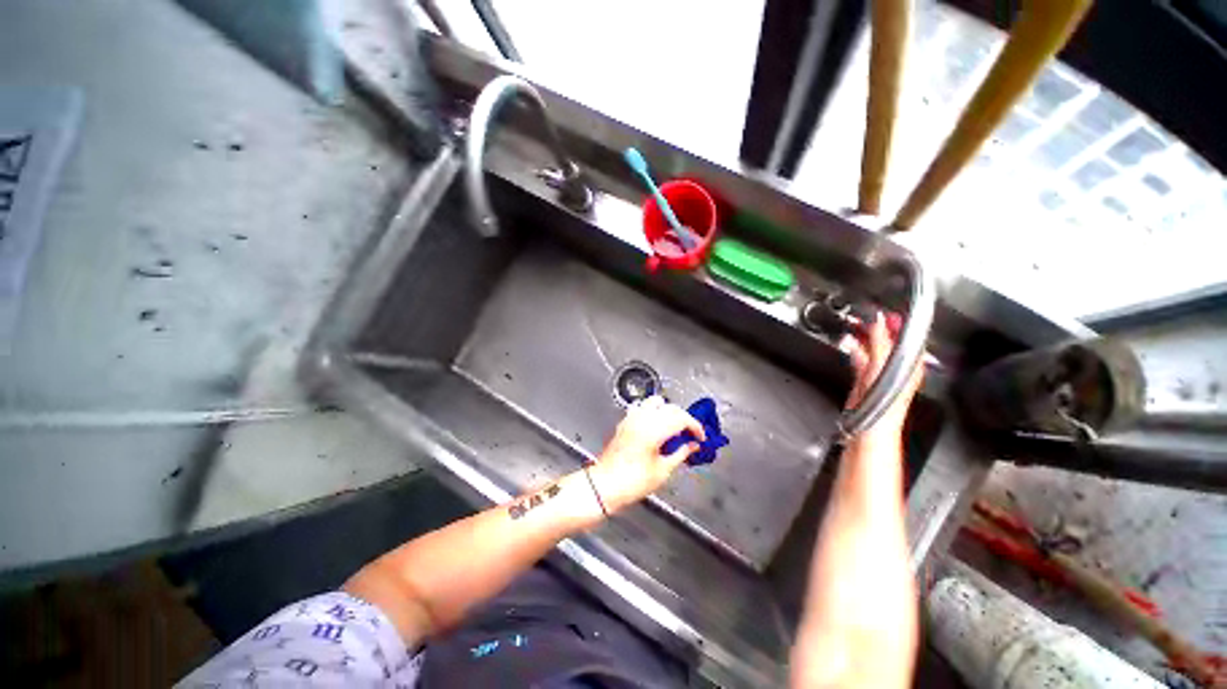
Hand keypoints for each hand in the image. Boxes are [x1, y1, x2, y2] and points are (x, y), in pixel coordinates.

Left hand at [587, 396, 704, 513]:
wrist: (604, 485)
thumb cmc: (632, 482)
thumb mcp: (662, 471)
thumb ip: (680, 454)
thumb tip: (692, 445)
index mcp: (654, 430)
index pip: (681, 418)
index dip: (695, 426)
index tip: (700, 437)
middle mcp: (642, 419)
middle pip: (670, 407)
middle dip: (683, 418)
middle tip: (690, 434)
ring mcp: (632, 418)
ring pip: (655, 403)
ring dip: (668, 412)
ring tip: (673, 428)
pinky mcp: (625, 422)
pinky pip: (643, 409)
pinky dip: (654, 413)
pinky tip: (656, 428)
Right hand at [843, 312, 923, 439]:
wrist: (869, 425)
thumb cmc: (885, 403)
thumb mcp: (884, 365)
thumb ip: (881, 342)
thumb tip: (879, 320)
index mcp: (910, 363)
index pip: (908, 336)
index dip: (898, 323)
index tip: (886, 310)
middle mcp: (898, 367)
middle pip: (889, 342)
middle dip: (878, 328)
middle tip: (866, 315)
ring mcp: (881, 374)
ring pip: (873, 349)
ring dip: (864, 338)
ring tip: (855, 325)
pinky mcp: (865, 381)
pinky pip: (861, 359)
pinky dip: (855, 350)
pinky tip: (850, 344)